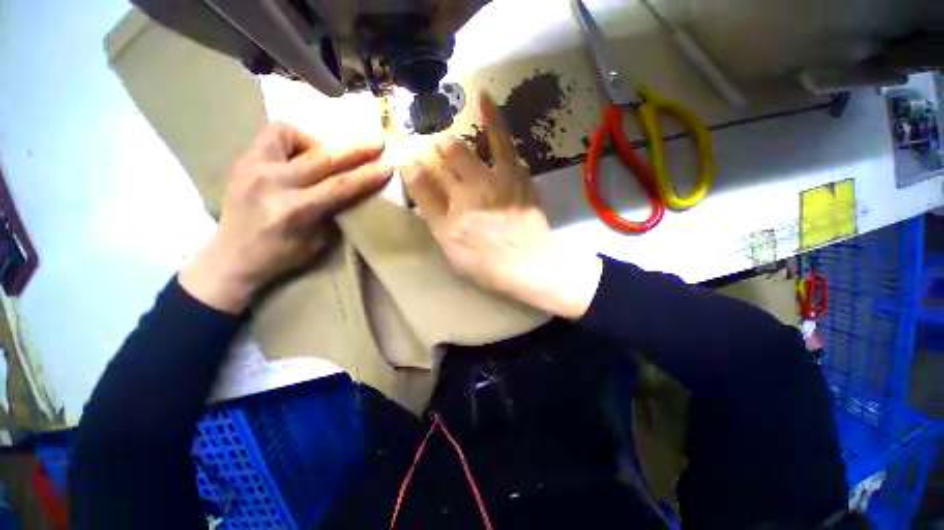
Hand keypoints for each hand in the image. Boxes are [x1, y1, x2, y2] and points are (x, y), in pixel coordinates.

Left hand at [180, 122, 391, 312]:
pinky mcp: (244, 160)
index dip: (367, 175)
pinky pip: (273, 135)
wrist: (230, 256)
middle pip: (322, 158)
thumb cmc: (280, 255)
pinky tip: (301, 153)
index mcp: (294, 210)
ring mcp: (254, 167)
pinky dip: (293, 139)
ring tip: (329, 152)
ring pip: (291, 134)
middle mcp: (273, 183)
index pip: (339, 186)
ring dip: (318, 141)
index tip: (388, 166)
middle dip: (355, 148)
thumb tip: (353, 190)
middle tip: (376, 141)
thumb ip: (334, 212)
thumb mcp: (317, 241)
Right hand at [399, 92, 601, 318]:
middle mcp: (466, 196)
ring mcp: (492, 183)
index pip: (419, 184)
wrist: (530, 267)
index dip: (409, 167)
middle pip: (440, 159)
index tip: (405, 157)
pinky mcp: (516, 177)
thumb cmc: (488, 266)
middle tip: (436, 151)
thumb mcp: (453, 252)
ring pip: (463, 147)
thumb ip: (436, 221)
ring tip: (448, 123)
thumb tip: (423, 189)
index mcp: (447, 221)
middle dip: (433, 150)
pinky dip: (492, 118)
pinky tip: (484, 98)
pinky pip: (502, 142)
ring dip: (450, 136)